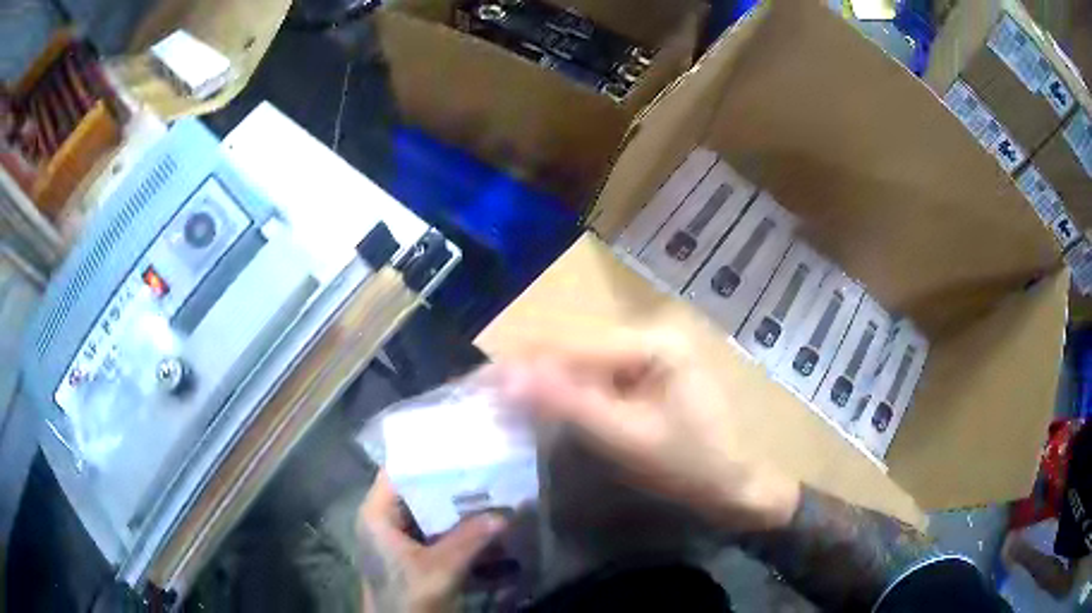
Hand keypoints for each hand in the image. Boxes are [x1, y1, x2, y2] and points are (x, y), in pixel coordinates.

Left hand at [355, 472, 506, 612]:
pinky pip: (441, 534)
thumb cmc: (407, 598)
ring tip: (496, 493)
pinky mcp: (417, 556)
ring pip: (433, 514)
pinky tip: (490, 527)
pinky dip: (463, 531)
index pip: (398, 471)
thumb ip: (470, 540)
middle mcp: (386, 521)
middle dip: (455, 485)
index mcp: (377, 515)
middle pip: (420, 491)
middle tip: (490, 469)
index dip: (427, 457)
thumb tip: (507, 512)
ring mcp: (402, 540)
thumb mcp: (439, 570)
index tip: (462, 445)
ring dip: (463, 510)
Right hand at [489, 340, 799, 532]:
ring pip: (578, 364)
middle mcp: (649, 334)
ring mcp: (647, 353)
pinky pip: (593, 379)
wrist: (736, 488)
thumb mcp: (630, 440)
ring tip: (497, 403)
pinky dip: (563, 395)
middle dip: (525, 374)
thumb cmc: (692, 467)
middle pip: (572, 350)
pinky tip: (537, 408)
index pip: (572, 346)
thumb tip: (507, 377)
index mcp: (654, 340)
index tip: (474, 386)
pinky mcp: (643, 375)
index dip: (520, 366)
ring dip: (539, 385)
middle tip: (479, 398)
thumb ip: (570, 406)